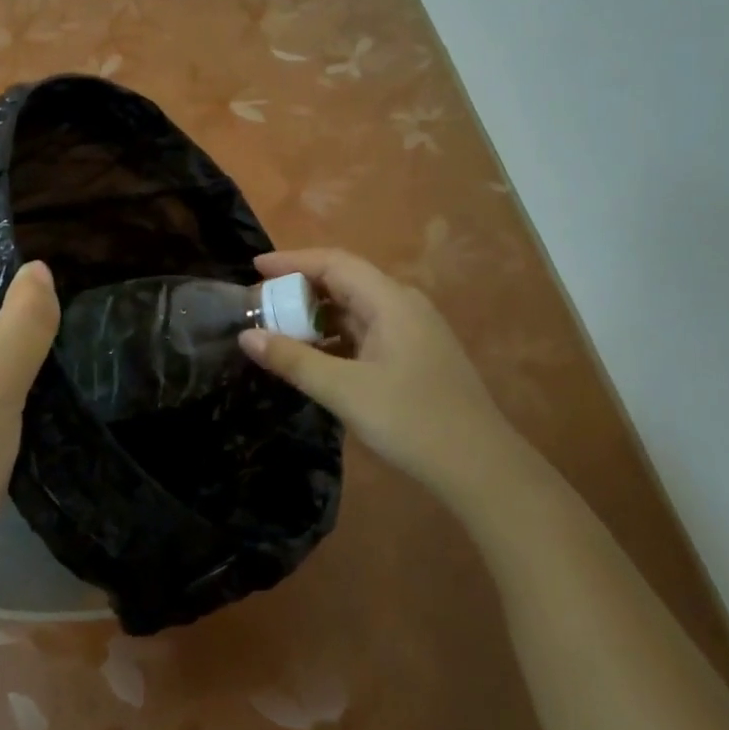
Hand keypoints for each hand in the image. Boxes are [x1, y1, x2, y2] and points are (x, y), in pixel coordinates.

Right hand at [240, 248, 509, 498]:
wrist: (481, 468)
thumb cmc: (411, 420)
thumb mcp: (344, 390)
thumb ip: (293, 360)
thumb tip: (247, 336)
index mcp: (390, 301)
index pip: (334, 263)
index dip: (292, 261)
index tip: (254, 269)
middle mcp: (403, 305)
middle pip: (344, 282)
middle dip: (300, 289)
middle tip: (261, 304)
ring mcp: (412, 331)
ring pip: (355, 309)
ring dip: (317, 316)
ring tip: (278, 330)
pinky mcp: (414, 356)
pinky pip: (366, 332)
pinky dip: (335, 338)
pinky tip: (314, 358)